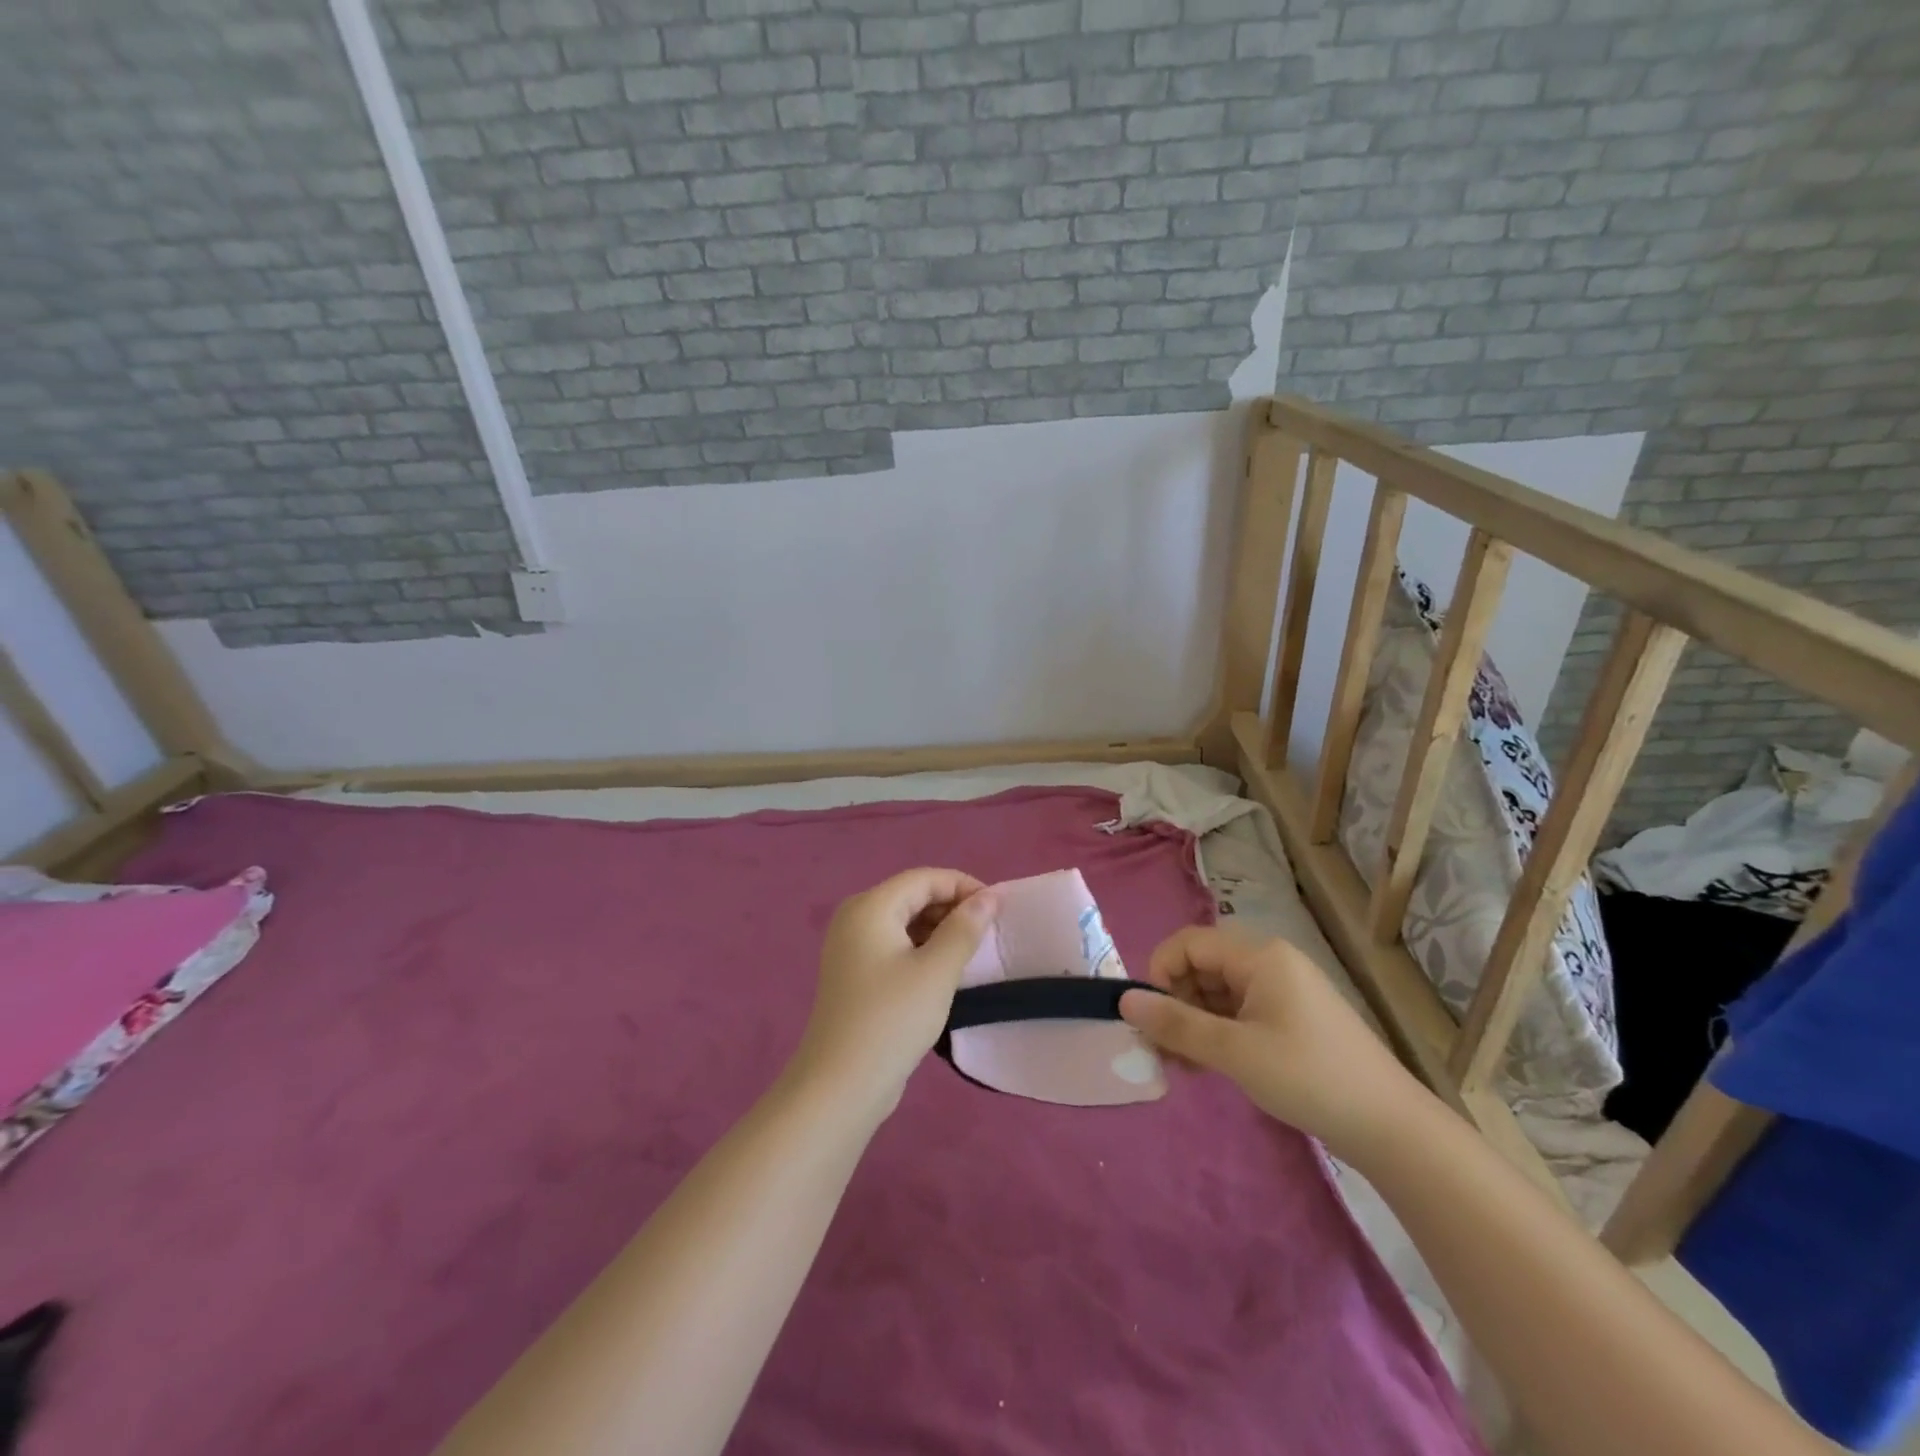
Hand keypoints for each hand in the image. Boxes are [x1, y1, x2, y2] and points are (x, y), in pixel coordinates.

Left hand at [789, 869, 994, 1116]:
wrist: (841, 1085)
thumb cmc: (892, 1019)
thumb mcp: (937, 971)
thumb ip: (964, 928)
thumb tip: (988, 897)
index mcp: (870, 907)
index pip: (924, 878)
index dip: (963, 886)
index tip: (998, 908)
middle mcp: (855, 917)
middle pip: (912, 896)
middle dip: (952, 907)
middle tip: (988, 932)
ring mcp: (851, 947)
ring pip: (904, 922)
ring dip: (939, 930)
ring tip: (972, 952)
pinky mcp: (855, 973)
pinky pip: (895, 945)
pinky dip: (922, 949)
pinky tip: (944, 970)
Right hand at [1119, 927, 1426, 1155]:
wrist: (1391, 1128)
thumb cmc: (1308, 1077)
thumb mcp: (1235, 1051)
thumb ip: (1177, 1024)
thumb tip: (1124, 1001)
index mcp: (1259, 956)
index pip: (1189, 943)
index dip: (1160, 972)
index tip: (1151, 1018)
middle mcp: (1270, 963)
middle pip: (1202, 966)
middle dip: (1175, 1003)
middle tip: (1163, 1050)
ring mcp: (1282, 991)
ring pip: (1217, 992)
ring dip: (1193, 1023)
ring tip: (1184, 1066)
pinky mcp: (1290, 1019)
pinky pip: (1238, 1013)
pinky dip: (1217, 1034)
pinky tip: (1208, 1067)